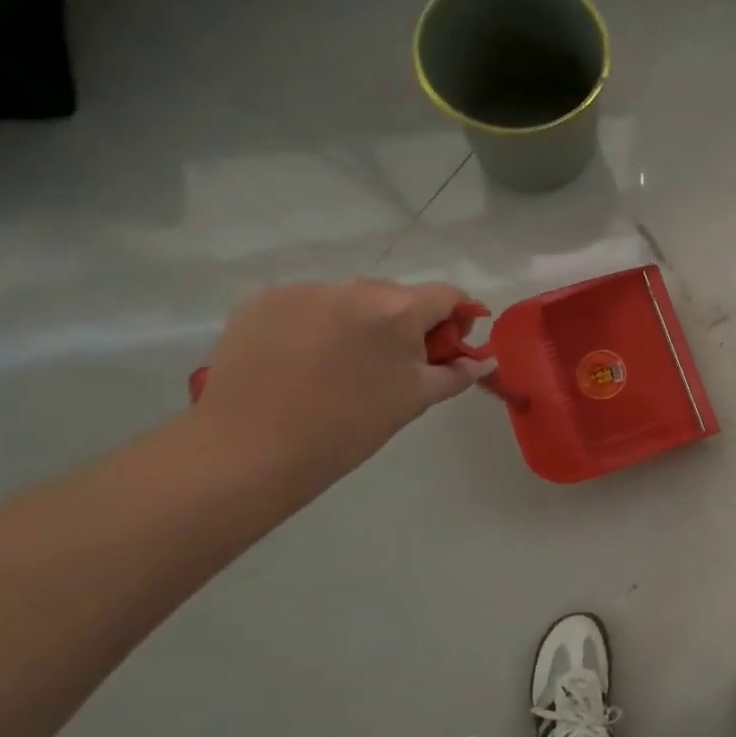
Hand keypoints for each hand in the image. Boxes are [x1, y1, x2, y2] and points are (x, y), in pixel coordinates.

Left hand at [191, 279, 494, 488]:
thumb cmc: (349, 427)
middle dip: (405, 321)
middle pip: (397, 294)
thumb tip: (485, 360)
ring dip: (358, 321)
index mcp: (398, 309)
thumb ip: (457, 373)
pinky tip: (302, 359)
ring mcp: (304, 290)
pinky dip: (315, 323)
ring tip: (341, 364)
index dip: (458, 316)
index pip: (447, 295)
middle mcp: (354, 287)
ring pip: (349, 298)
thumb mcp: (415, 400)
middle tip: (395, 364)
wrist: (250, 449)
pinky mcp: (262, 300)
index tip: (452, 344)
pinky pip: (306, 304)